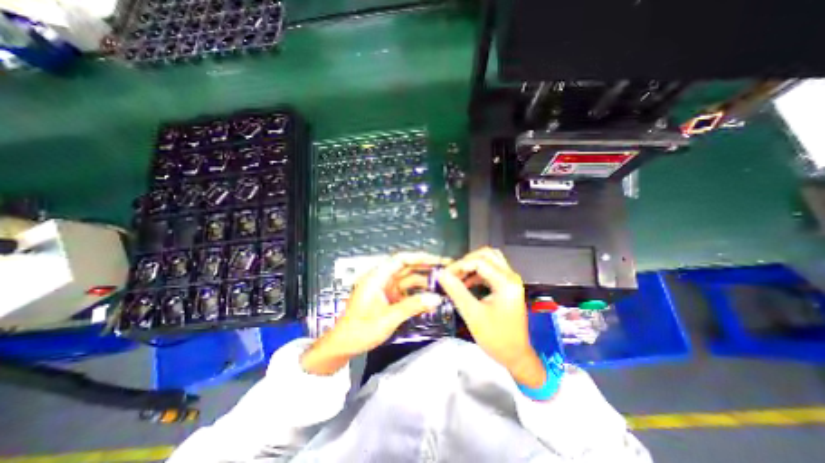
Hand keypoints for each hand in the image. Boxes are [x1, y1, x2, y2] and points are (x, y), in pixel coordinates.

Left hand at [303, 254, 448, 375]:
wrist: (343, 346)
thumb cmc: (361, 330)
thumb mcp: (388, 319)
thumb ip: (412, 306)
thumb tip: (437, 299)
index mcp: (377, 277)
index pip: (400, 259)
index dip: (419, 257)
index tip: (437, 260)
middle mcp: (381, 279)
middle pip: (406, 267)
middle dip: (425, 267)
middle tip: (446, 269)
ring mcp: (385, 288)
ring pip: (407, 279)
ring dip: (423, 281)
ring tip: (442, 283)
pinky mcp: (387, 297)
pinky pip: (405, 291)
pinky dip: (417, 293)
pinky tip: (430, 297)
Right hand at [438, 246, 545, 386]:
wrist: (516, 356)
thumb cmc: (496, 338)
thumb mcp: (473, 314)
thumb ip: (456, 291)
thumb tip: (441, 274)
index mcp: (506, 282)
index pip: (479, 261)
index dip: (459, 265)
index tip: (445, 275)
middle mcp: (510, 276)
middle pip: (486, 254)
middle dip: (467, 261)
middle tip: (452, 273)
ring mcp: (510, 280)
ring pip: (489, 260)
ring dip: (472, 265)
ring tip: (457, 276)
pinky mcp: (506, 286)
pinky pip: (490, 270)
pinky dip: (476, 272)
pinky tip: (466, 283)